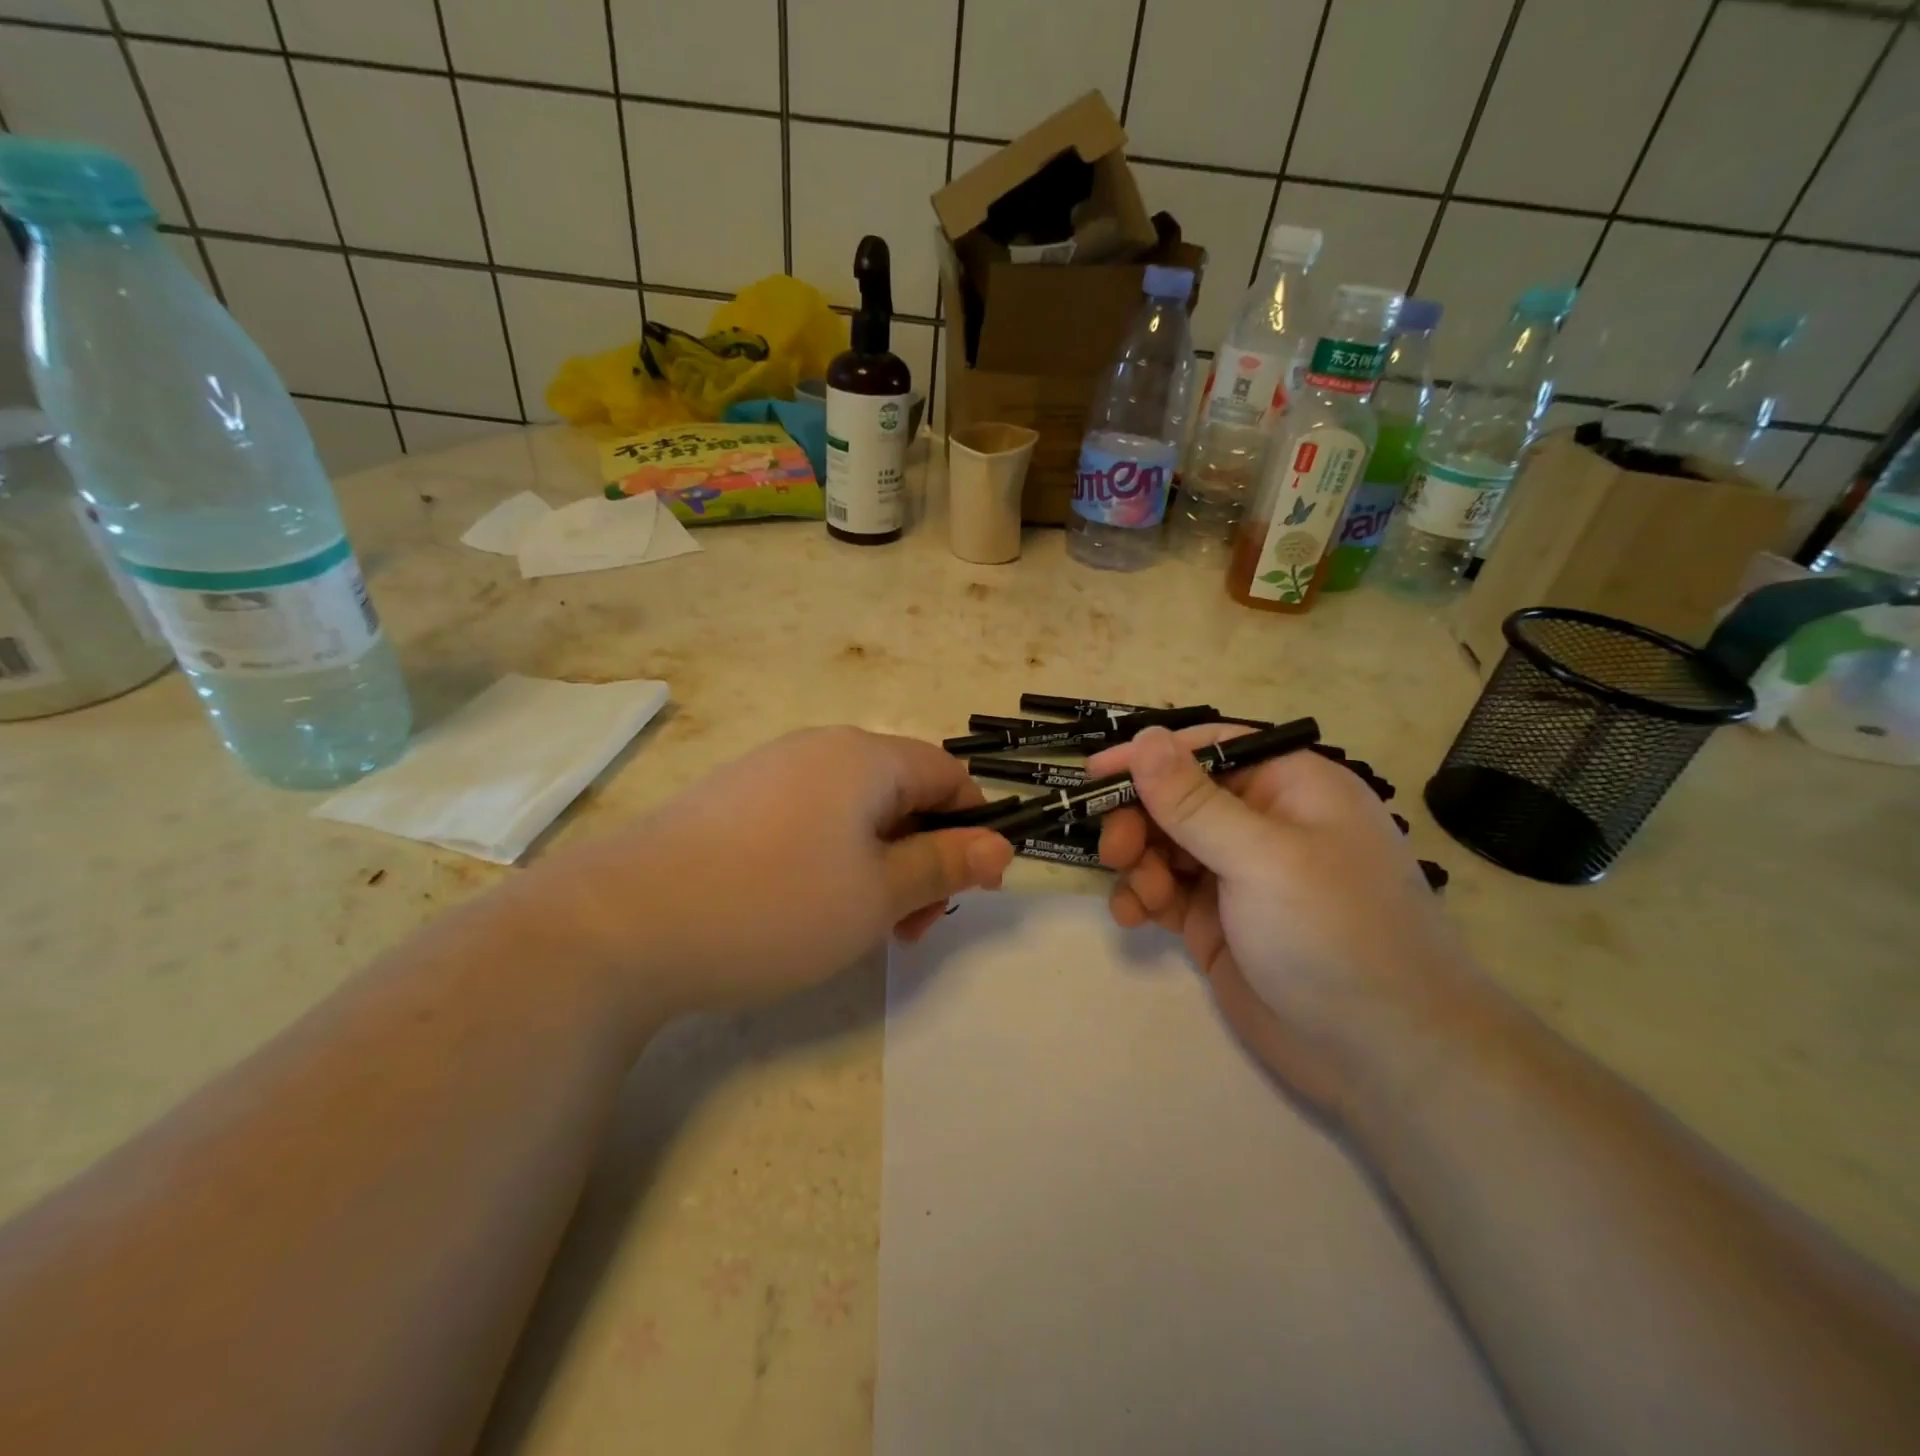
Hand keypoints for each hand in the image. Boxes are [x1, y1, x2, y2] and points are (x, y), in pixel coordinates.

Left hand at [535, 727, 1013, 1017]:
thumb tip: (1001, 845)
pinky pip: (807, 822)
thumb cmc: (774, 904)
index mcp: (864, 756)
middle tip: (910, 927)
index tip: (970, 888)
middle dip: (922, 856)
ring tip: (860, 928)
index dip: (973, 827)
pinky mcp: (731, 804)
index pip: (948, 774)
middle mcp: (818, 749)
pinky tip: (804, 910)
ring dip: (878, 865)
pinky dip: (830, 862)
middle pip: (900, 793)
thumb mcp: (877, 894)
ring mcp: (768, 773)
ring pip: (853, 812)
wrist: (621, 924)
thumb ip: (944, 864)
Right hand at [1088, 724, 1479, 1116]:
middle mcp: (1262, 823)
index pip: (1208, 749)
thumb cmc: (1333, 934)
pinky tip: (1133, 917)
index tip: (1096, 773)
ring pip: (1164, 844)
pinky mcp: (1217, 921)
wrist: (1383, 1057)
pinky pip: (1164, 891)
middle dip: (1140, 819)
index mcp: (1289, 787)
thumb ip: (1193, 801)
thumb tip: (1144, 737)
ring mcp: (1238, 875)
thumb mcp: (1262, 858)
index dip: (1151, 757)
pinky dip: (1142, 897)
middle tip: (1115, 851)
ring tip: (1141, 897)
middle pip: (1178, 797)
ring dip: (1140, 863)